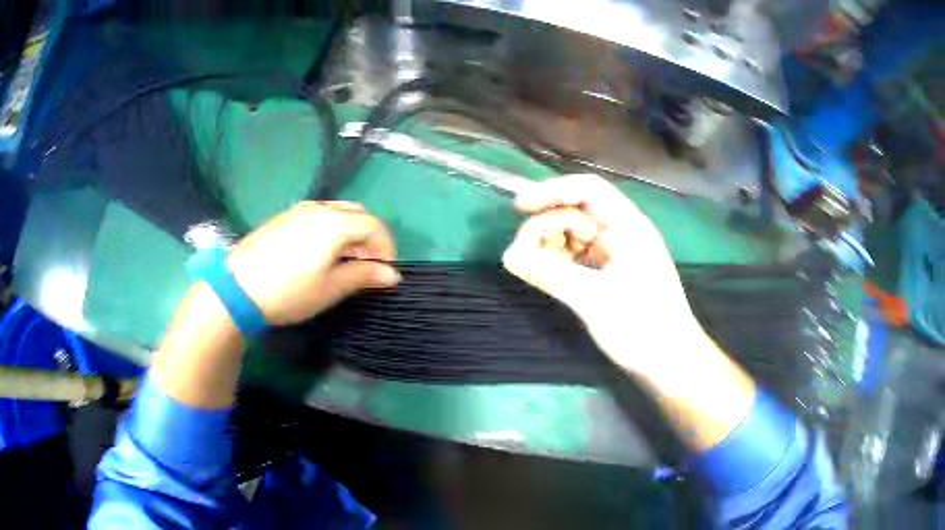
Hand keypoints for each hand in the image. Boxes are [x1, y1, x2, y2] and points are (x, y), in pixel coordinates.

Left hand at [228, 201, 400, 324]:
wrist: (237, 288)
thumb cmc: (290, 291)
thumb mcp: (331, 288)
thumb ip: (364, 276)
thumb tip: (393, 275)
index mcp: (336, 222)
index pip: (375, 226)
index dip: (387, 248)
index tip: (386, 273)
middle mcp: (320, 208)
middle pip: (357, 215)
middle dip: (370, 238)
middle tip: (367, 266)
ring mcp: (298, 210)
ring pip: (336, 213)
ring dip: (350, 233)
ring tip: (344, 262)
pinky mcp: (283, 217)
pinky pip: (317, 216)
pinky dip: (330, 231)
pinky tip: (319, 254)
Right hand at [502, 175, 708, 377]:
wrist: (672, 364)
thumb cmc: (642, 327)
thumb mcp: (593, 299)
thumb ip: (549, 274)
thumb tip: (509, 256)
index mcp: (628, 227)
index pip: (587, 190)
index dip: (551, 192)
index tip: (518, 207)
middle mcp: (624, 233)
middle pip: (578, 212)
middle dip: (547, 226)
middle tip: (520, 253)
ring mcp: (619, 254)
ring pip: (577, 235)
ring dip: (551, 245)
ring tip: (529, 265)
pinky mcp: (613, 274)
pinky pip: (581, 257)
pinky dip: (561, 262)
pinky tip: (544, 273)